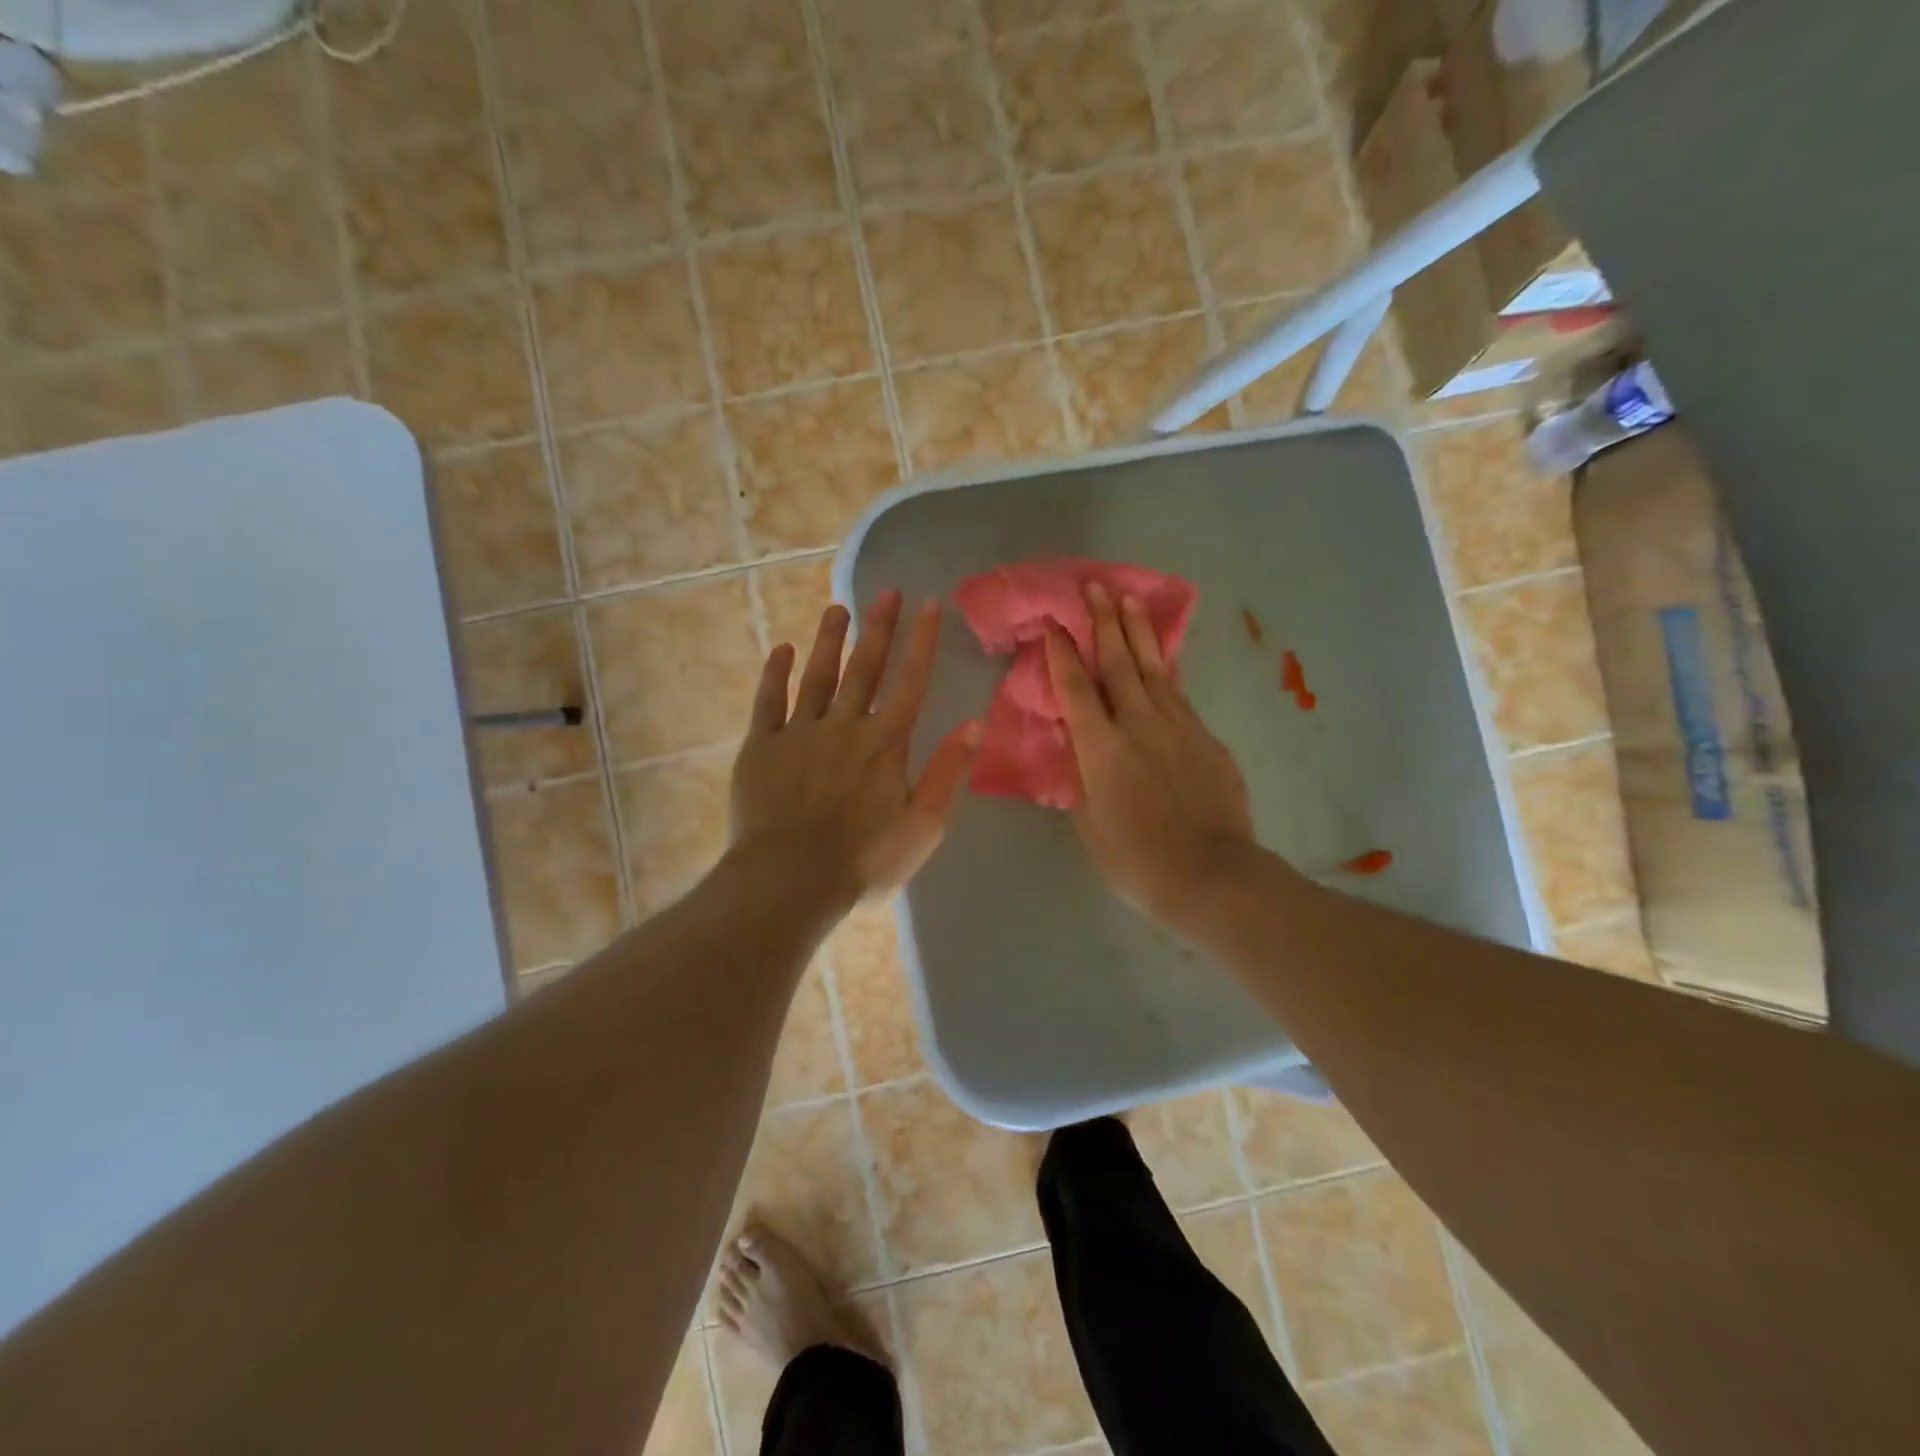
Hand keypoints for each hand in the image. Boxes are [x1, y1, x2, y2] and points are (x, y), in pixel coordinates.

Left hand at [729, 589, 981, 907]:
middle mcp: (845, 725)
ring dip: (829, 640)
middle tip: (886, 591)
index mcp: (885, 743)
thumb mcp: (923, 825)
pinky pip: (769, 701)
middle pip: (865, 668)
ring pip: (817, 675)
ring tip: (837, 608)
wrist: (789, 880)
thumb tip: (974, 723)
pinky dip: (775, 674)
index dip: (922, 641)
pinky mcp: (762, 747)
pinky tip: (781, 650)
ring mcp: (799, 732)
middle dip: (879, 627)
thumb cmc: (864, 860)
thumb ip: (947, 771)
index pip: (911, 681)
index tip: (929, 604)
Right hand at [1045, 582, 1255, 928]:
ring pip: (1154, 669)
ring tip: (1130, 600)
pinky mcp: (1207, 738)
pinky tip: (1162, 658)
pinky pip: (1179, 694)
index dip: (1061, 653)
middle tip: (1095, 585)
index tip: (1052, 623)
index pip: (1075, 689)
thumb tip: (1078, 750)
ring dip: (1139, 632)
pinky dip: (1166, 670)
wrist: (1211, 875)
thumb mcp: (1089, 823)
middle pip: (1118, 663)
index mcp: (1101, 747)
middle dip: (1104, 622)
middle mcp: (1138, 724)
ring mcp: (1178, 727)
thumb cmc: (1136, 860)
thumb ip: (1081, 779)